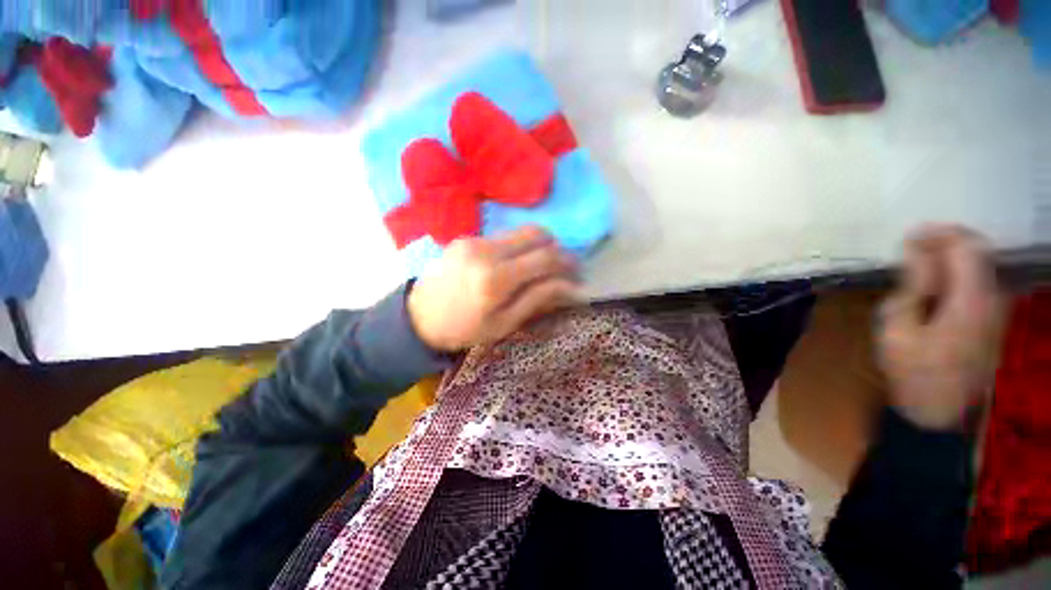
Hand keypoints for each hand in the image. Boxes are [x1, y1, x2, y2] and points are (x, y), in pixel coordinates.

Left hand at [407, 226, 580, 351]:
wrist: (418, 319)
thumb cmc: (465, 330)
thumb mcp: (505, 323)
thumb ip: (538, 299)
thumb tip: (572, 286)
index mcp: (496, 278)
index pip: (545, 258)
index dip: (568, 263)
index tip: (579, 274)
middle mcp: (486, 250)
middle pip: (536, 234)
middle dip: (557, 249)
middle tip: (564, 268)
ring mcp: (474, 239)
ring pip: (521, 233)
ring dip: (538, 247)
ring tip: (542, 267)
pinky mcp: (467, 237)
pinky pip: (504, 237)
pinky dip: (519, 248)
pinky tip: (516, 265)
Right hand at [877, 225, 1004, 430]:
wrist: (939, 411)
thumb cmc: (912, 372)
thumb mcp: (898, 329)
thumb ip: (912, 288)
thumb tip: (917, 253)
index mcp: (970, 301)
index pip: (965, 247)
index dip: (939, 234)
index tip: (910, 235)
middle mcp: (993, 299)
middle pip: (980, 250)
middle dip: (949, 239)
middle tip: (916, 243)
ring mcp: (997, 309)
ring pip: (984, 263)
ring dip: (955, 254)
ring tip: (923, 259)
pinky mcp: (993, 319)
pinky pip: (982, 280)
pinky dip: (961, 270)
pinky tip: (938, 280)